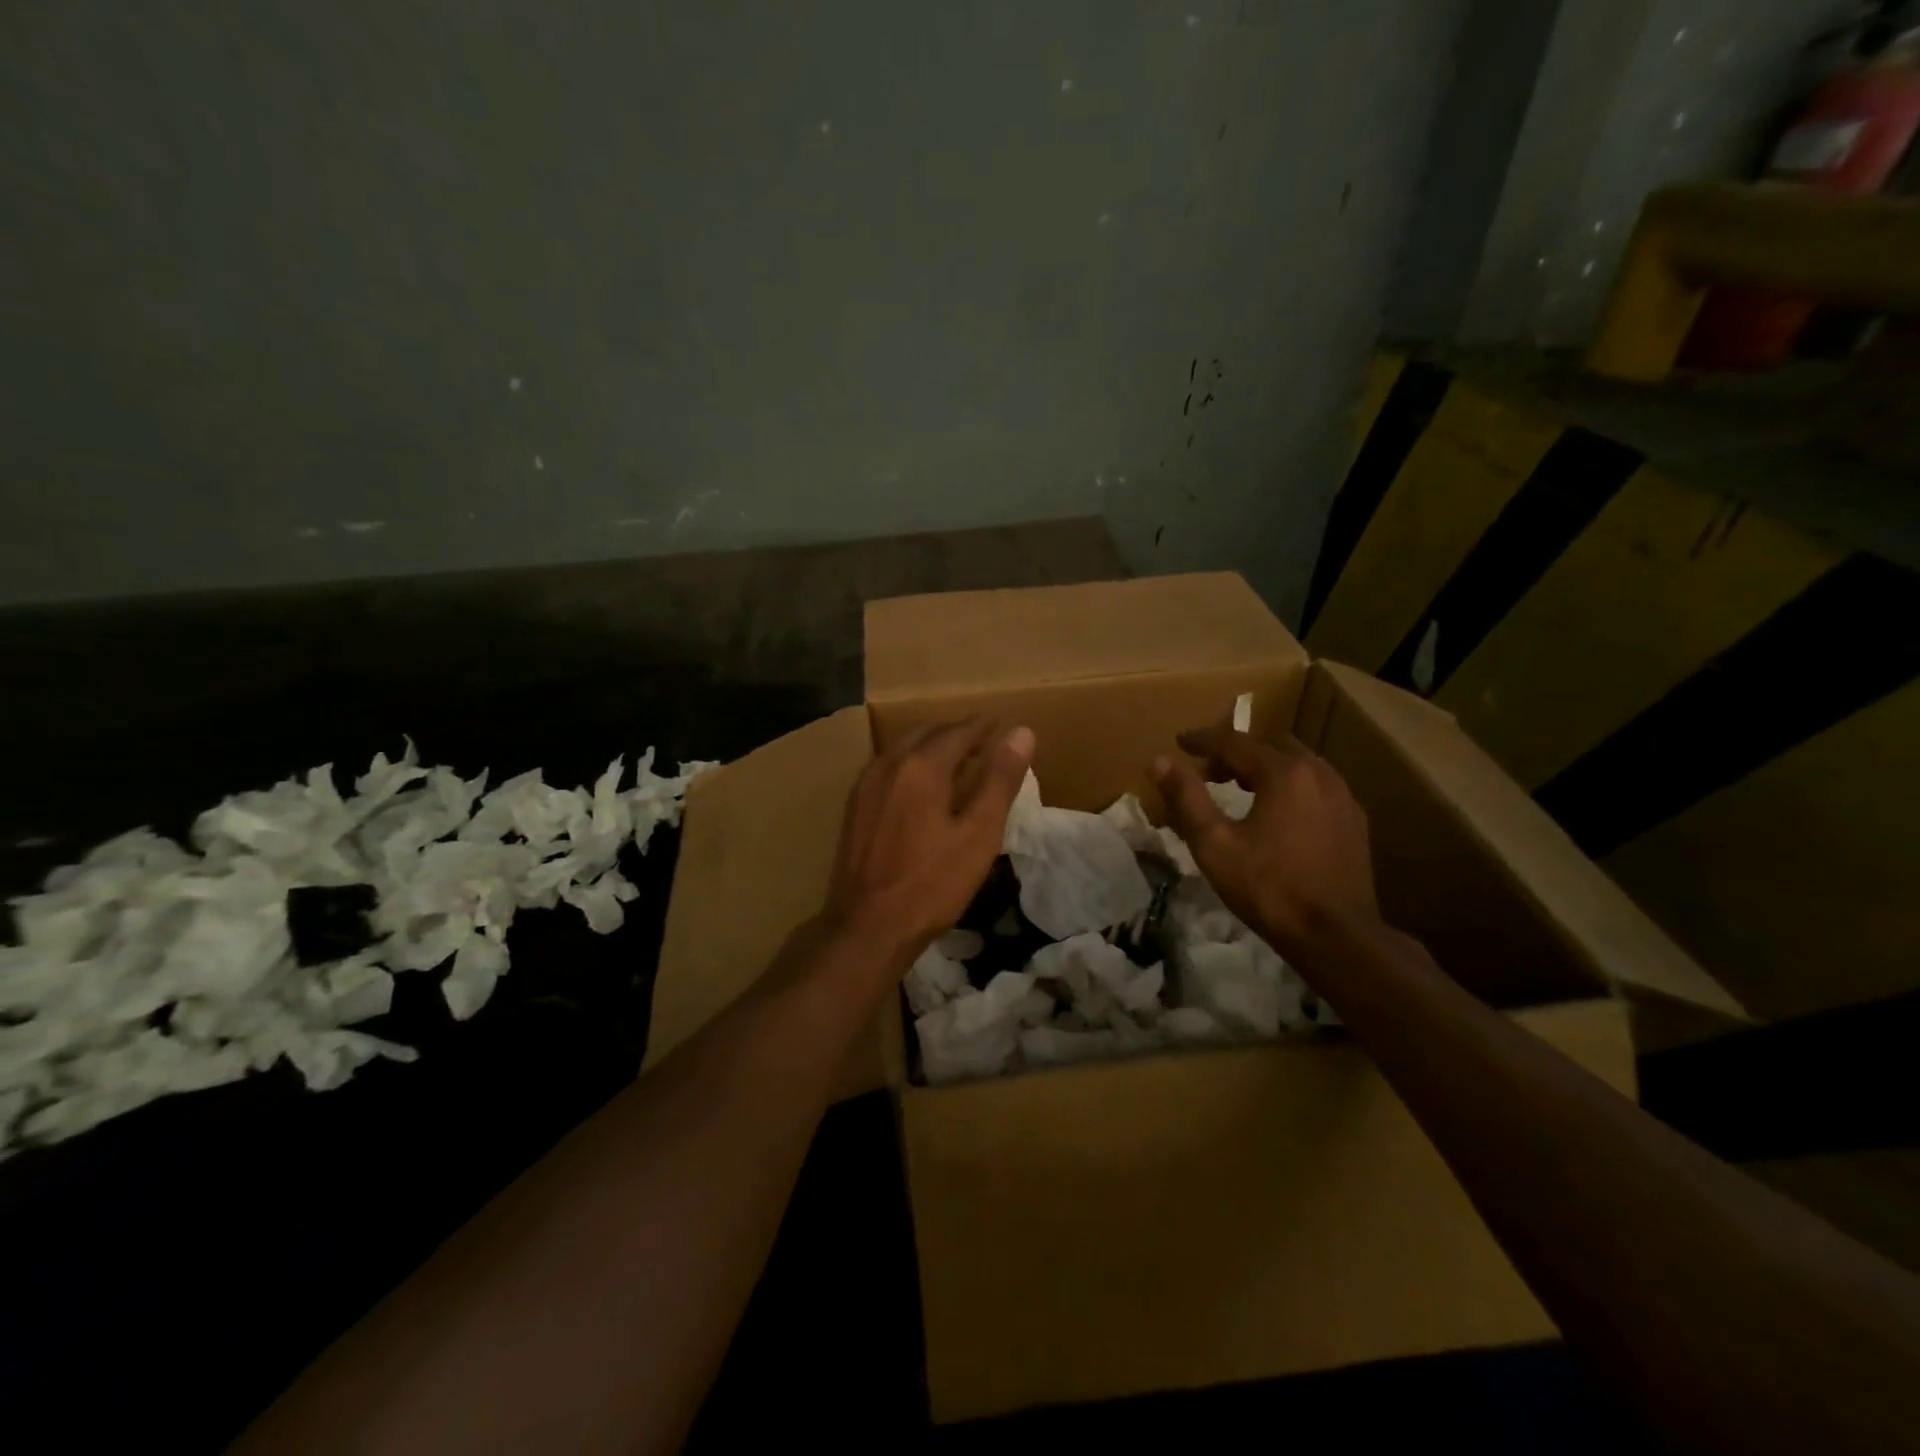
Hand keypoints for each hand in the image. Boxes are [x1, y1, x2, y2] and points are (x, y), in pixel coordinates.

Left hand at [825, 718, 1033, 957]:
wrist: (867, 926)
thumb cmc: (932, 883)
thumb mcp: (978, 833)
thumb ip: (999, 780)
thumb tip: (1021, 732)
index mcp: (921, 766)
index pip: (958, 732)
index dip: (982, 727)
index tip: (999, 723)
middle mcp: (888, 764)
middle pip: (927, 733)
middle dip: (955, 732)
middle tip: (981, 740)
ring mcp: (865, 784)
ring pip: (903, 748)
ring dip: (931, 745)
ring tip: (956, 759)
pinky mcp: (854, 806)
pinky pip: (888, 767)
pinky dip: (910, 763)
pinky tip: (920, 785)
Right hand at [1152, 726, 1380, 958]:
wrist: (1337, 936)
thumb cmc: (1269, 888)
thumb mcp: (1214, 843)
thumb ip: (1186, 798)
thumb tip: (1159, 761)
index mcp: (1285, 773)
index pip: (1235, 742)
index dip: (1203, 741)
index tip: (1180, 743)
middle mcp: (1319, 773)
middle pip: (1270, 747)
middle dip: (1236, 753)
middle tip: (1209, 771)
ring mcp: (1343, 797)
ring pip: (1297, 765)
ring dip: (1264, 769)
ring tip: (1240, 789)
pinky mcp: (1354, 822)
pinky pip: (1316, 787)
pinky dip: (1290, 787)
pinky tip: (1278, 814)